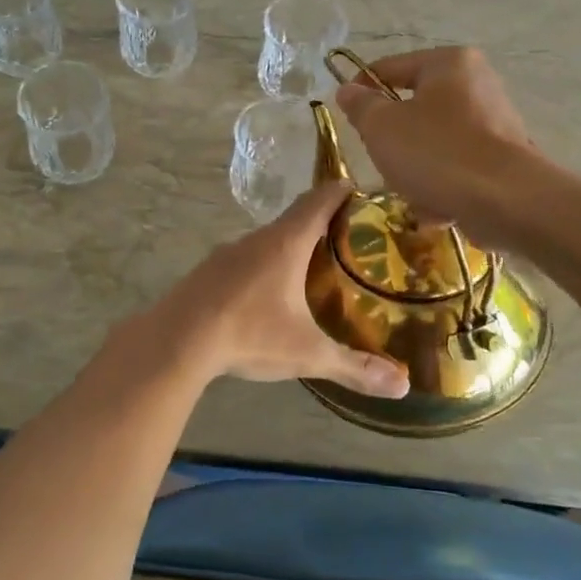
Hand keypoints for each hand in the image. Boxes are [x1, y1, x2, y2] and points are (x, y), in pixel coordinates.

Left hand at [158, 181, 408, 398]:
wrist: (176, 340)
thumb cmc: (249, 335)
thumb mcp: (307, 353)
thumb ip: (355, 367)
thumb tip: (404, 387)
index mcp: (286, 243)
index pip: (320, 200)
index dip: (343, 192)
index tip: (362, 192)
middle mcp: (256, 239)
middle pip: (295, 218)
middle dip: (322, 224)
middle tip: (350, 242)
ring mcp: (227, 253)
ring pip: (267, 240)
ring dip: (291, 247)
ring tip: (313, 270)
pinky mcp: (207, 271)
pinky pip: (244, 259)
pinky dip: (263, 267)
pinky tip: (267, 295)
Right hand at [334, 47, 539, 244]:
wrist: (507, 201)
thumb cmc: (436, 152)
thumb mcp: (381, 127)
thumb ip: (360, 106)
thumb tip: (348, 90)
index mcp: (448, 63)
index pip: (389, 68)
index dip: (360, 90)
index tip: (347, 119)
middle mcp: (477, 83)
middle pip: (413, 108)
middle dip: (393, 141)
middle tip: (381, 160)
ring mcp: (494, 122)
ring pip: (433, 142)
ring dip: (415, 169)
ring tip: (411, 192)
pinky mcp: (503, 158)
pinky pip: (457, 167)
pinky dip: (442, 186)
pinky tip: (436, 208)